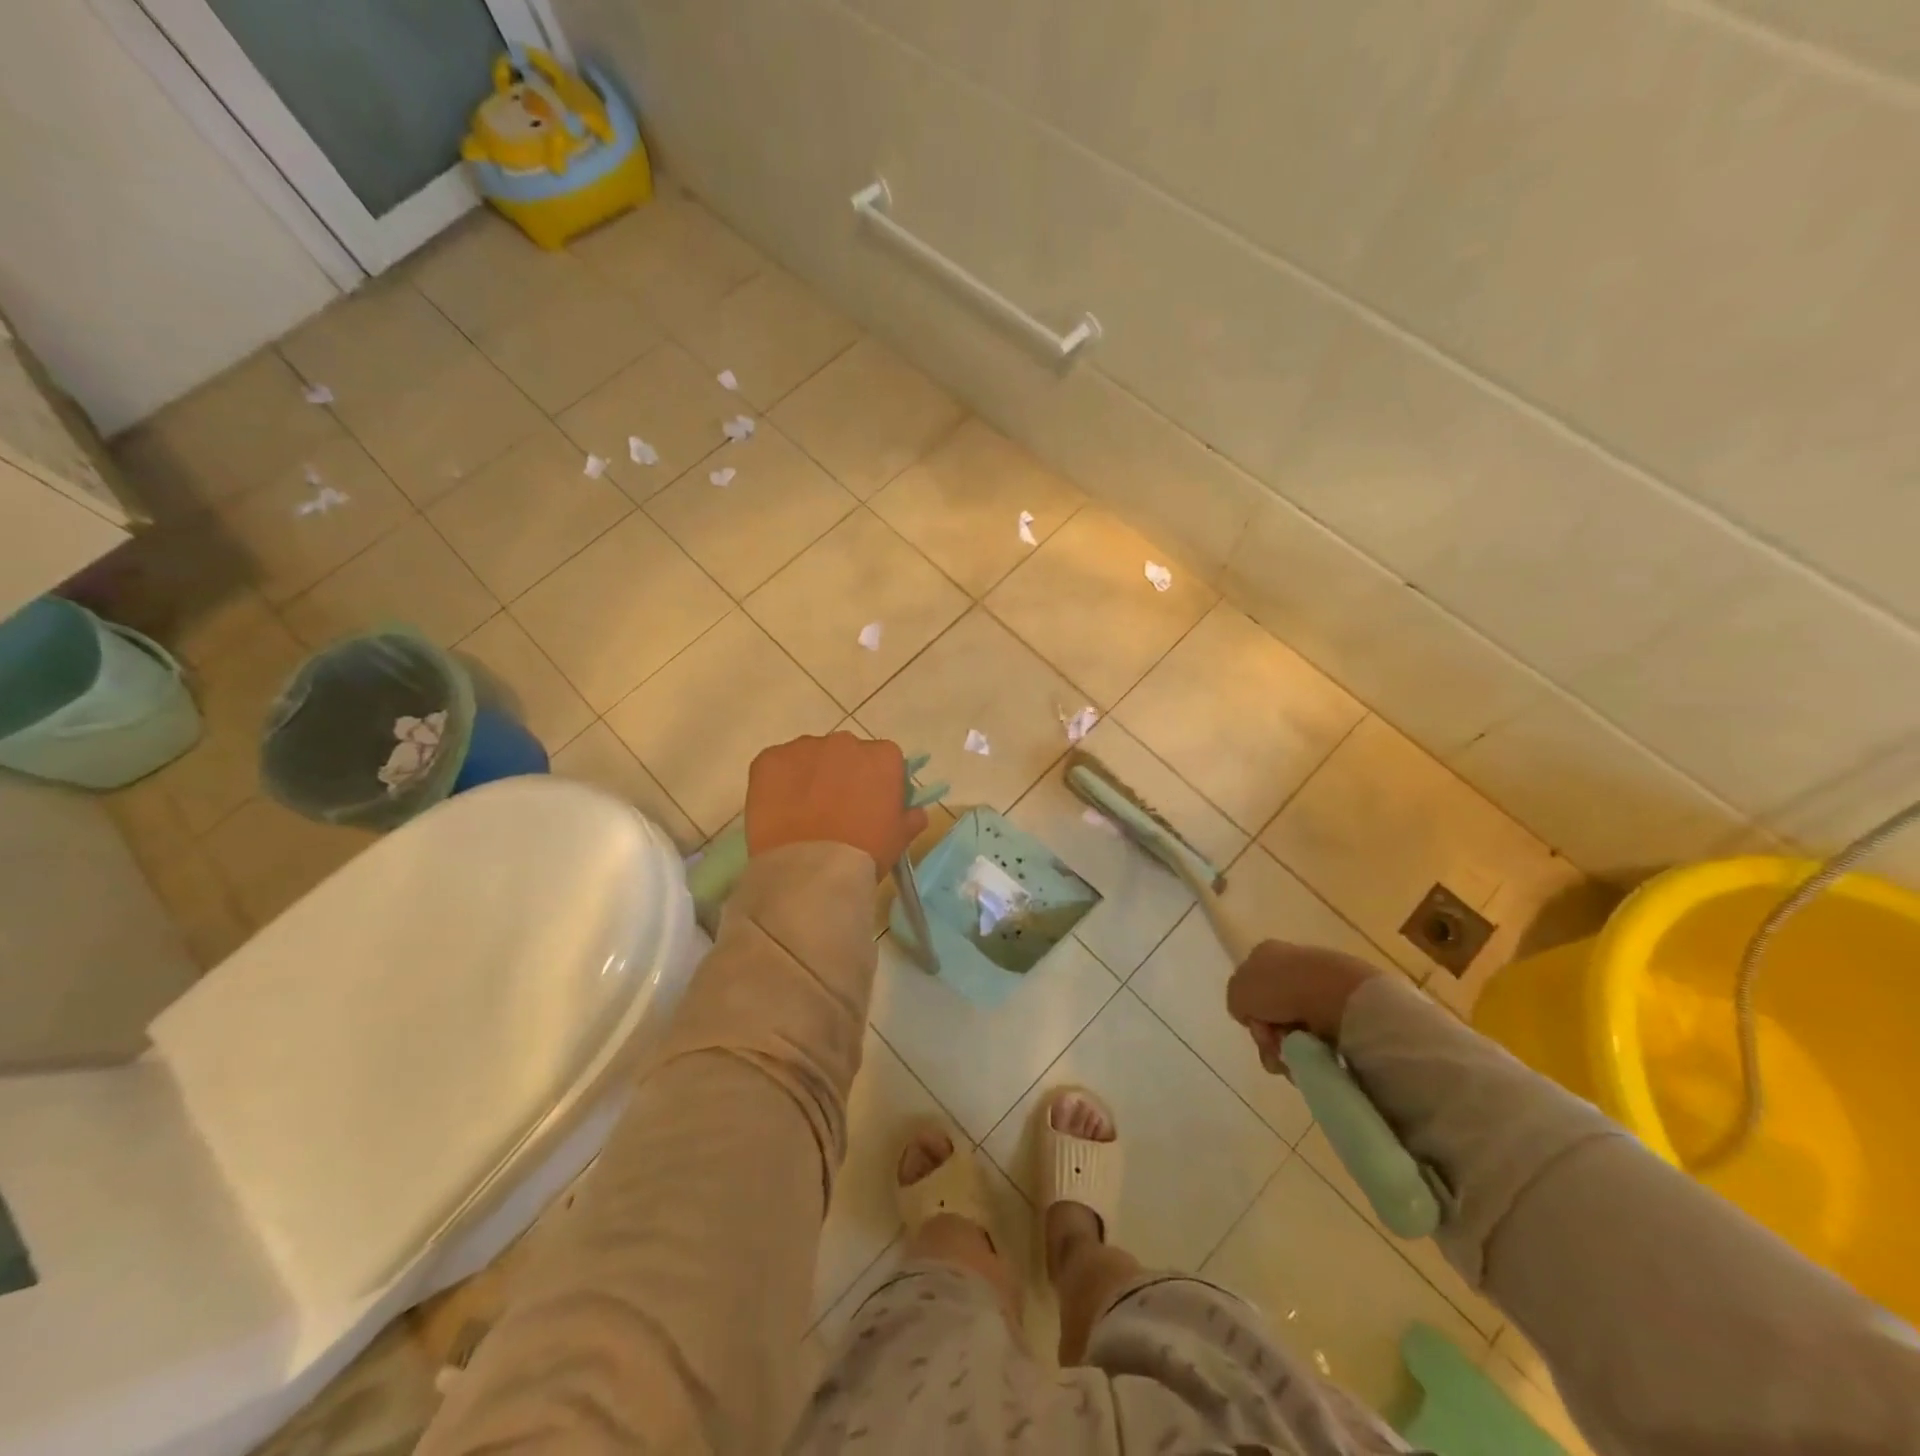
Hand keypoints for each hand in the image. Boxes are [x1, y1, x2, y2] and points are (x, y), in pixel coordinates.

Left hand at [745, 732, 928, 877]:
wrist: (811, 870)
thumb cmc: (865, 853)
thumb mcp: (899, 839)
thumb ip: (910, 818)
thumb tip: (915, 811)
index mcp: (883, 757)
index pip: (884, 760)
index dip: (876, 782)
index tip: (869, 804)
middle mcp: (845, 742)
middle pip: (846, 753)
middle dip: (841, 775)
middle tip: (834, 810)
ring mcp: (804, 748)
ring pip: (809, 757)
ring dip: (809, 776)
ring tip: (802, 813)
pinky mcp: (769, 759)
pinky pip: (776, 765)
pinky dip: (777, 782)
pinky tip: (777, 810)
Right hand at [1225, 940, 1381, 1072]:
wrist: (1339, 996)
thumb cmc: (1282, 989)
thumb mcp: (1238, 992)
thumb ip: (1237, 1002)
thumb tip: (1254, 1016)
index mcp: (1265, 953)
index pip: (1249, 987)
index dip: (1249, 1011)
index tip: (1256, 1026)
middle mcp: (1292, 965)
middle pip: (1271, 1011)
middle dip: (1269, 1035)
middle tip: (1275, 1047)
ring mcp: (1321, 986)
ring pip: (1295, 1028)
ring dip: (1289, 1048)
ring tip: (1297, 1058)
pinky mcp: (1345, 1008)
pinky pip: (1321, 1037)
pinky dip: (1315, 1051)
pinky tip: (1317, 1055)